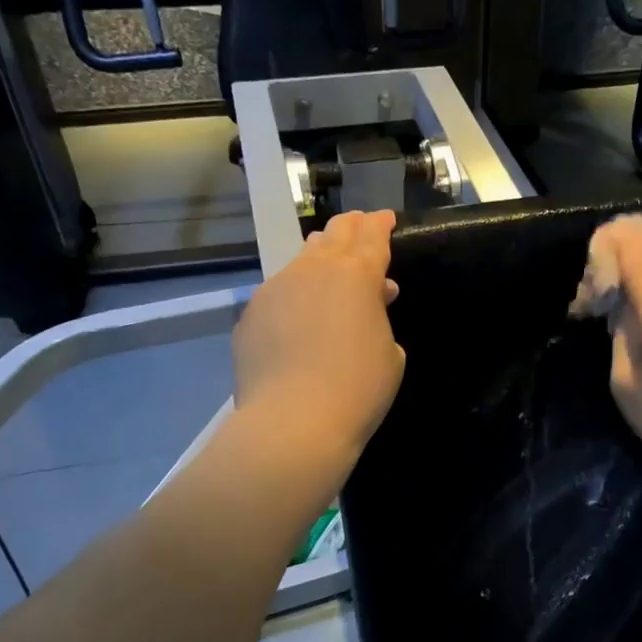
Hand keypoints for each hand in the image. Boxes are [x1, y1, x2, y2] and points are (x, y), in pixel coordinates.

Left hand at [232, 210, 404, 462]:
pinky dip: (294, 293)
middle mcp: (313, 270)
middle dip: (350, 228)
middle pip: (333, 235)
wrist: (293, 422)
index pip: (371, 236)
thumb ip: (380, 319)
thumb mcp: (390, 354)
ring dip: (319, 256)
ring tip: (326, 258)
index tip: (385, 218)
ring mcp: (275, 289)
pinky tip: (297, 311)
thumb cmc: (358, 389)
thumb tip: (368, 304)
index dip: (380, 225)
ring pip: (301, 260)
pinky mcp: (250, 314)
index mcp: (356, 274)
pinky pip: (277, 292)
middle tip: (359, 225)